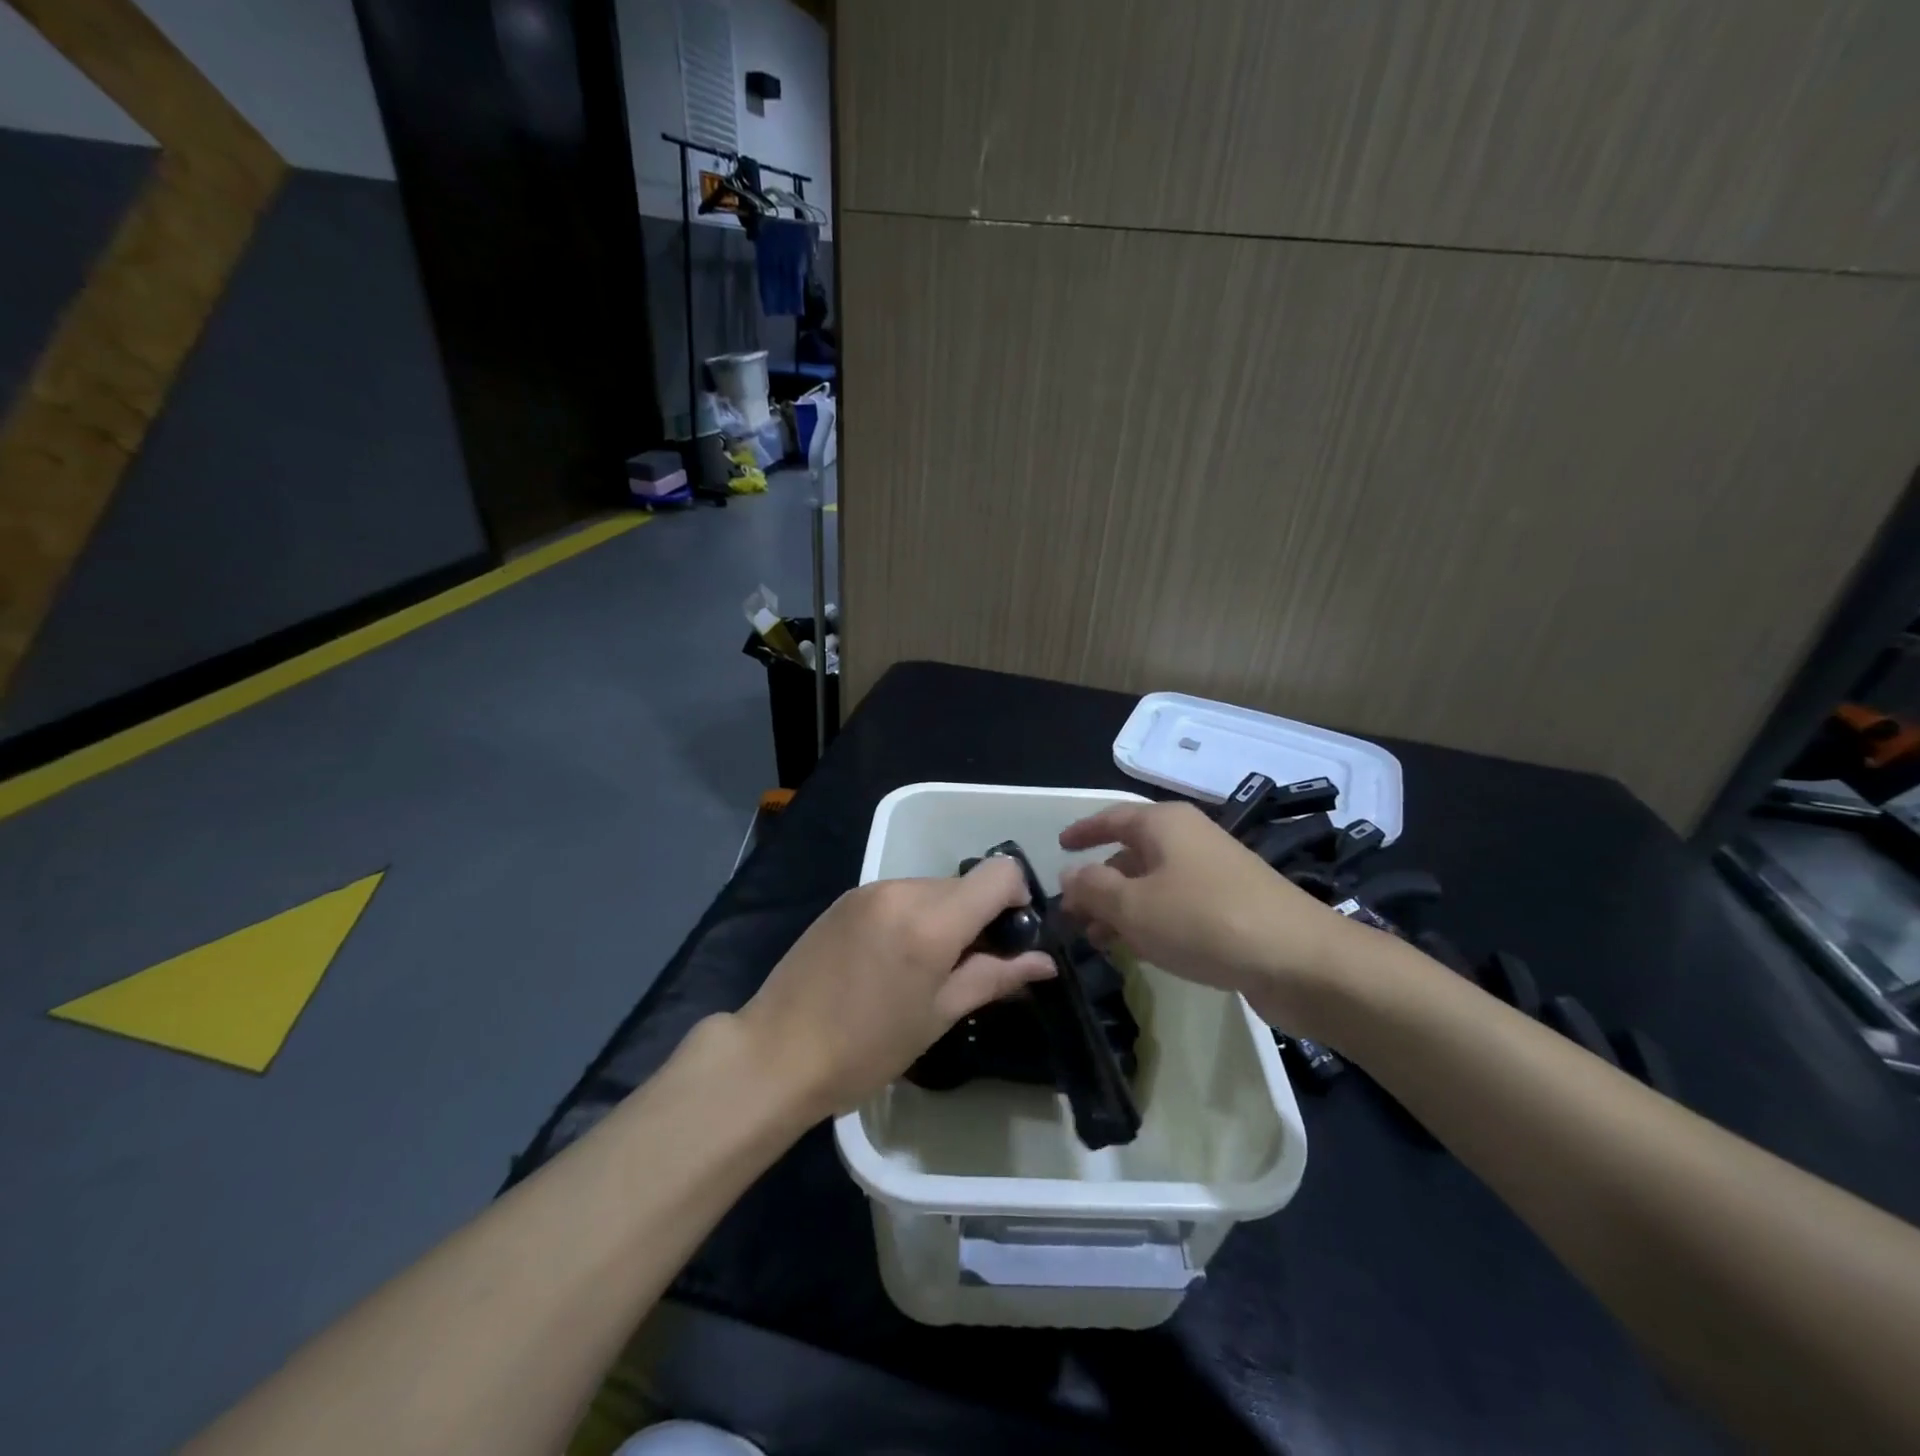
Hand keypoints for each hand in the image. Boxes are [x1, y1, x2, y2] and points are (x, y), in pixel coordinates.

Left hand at [737, 857, 1054, 1116]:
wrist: (776, 1052)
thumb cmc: (866, 1048)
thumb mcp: (939, 1016)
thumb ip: (995, 977)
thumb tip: (1044, 960)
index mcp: (931, 920)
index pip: (999, 873)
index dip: (1017, 899)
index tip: (1009, 938)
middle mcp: (902, 889)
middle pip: (965, 883)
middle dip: (979, 915)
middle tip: (968, 966)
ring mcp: (870, 890)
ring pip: (932, 888)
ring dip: (944, 917)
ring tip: (924, 969)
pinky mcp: (846, 897)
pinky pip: (899, 895)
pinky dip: (912, 916)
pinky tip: (891, 960)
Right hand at [1057, 799, 1356, 1027]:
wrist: (1299, 960)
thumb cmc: (1204, 920)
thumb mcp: (1133, 905)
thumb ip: (1093, 888)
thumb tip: (1069, 874)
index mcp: (1165, 825)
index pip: (1112, 818)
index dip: (1083, 832)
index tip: (1058, 846)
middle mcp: (1189, 840)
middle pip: (1130, 854)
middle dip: (1098, 883)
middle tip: (1071, 914)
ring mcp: (1213, 873)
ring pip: (1152, 885)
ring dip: (1121, 909)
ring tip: (1096, 940)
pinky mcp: (1231, 907)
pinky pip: (1176, 907)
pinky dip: (1151, 922)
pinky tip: (1137, 950)